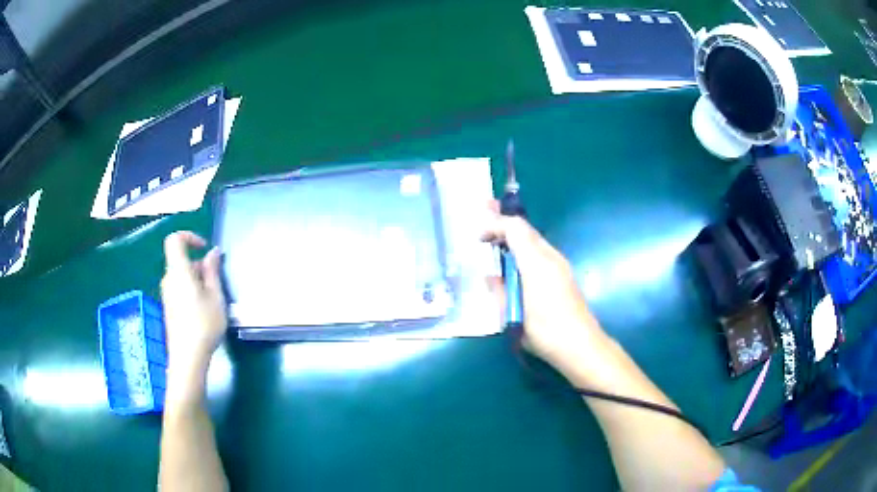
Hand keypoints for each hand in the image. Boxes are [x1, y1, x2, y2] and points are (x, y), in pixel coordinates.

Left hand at [161, 232, 226, 382]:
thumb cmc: (204, 324)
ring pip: (181, 275)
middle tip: (216, 282)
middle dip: (199, 264)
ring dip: (197, 279)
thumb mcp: (215, 296)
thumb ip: (212, 271)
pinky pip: (179, 288)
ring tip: (213, 299)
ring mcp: (167, 294)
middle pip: (180, 260)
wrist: (188, 357)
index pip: (175, 240)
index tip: (205, 249)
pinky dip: (191, 290)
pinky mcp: (169, 307)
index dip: (189, 237)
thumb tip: (213, 252)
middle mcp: (168, 279)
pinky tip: (203, 310)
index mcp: (178, 271)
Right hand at [482, 203, 604, 375]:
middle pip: (526, 229)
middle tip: (485, 213)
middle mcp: (550, 257)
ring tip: (496, 237)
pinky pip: (540, 251)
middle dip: (505, 222)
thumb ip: (500, 291)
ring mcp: (560, 264)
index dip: (495, 225)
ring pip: (534, 239)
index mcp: (536, 264)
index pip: (515, 229)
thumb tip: (491, 275)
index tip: (479, 237)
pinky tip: (515, 260)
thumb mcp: (513, 315)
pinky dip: (524, 247)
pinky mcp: (564, 274)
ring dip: (514, 235)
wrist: (581, 346)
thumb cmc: (545, 332)